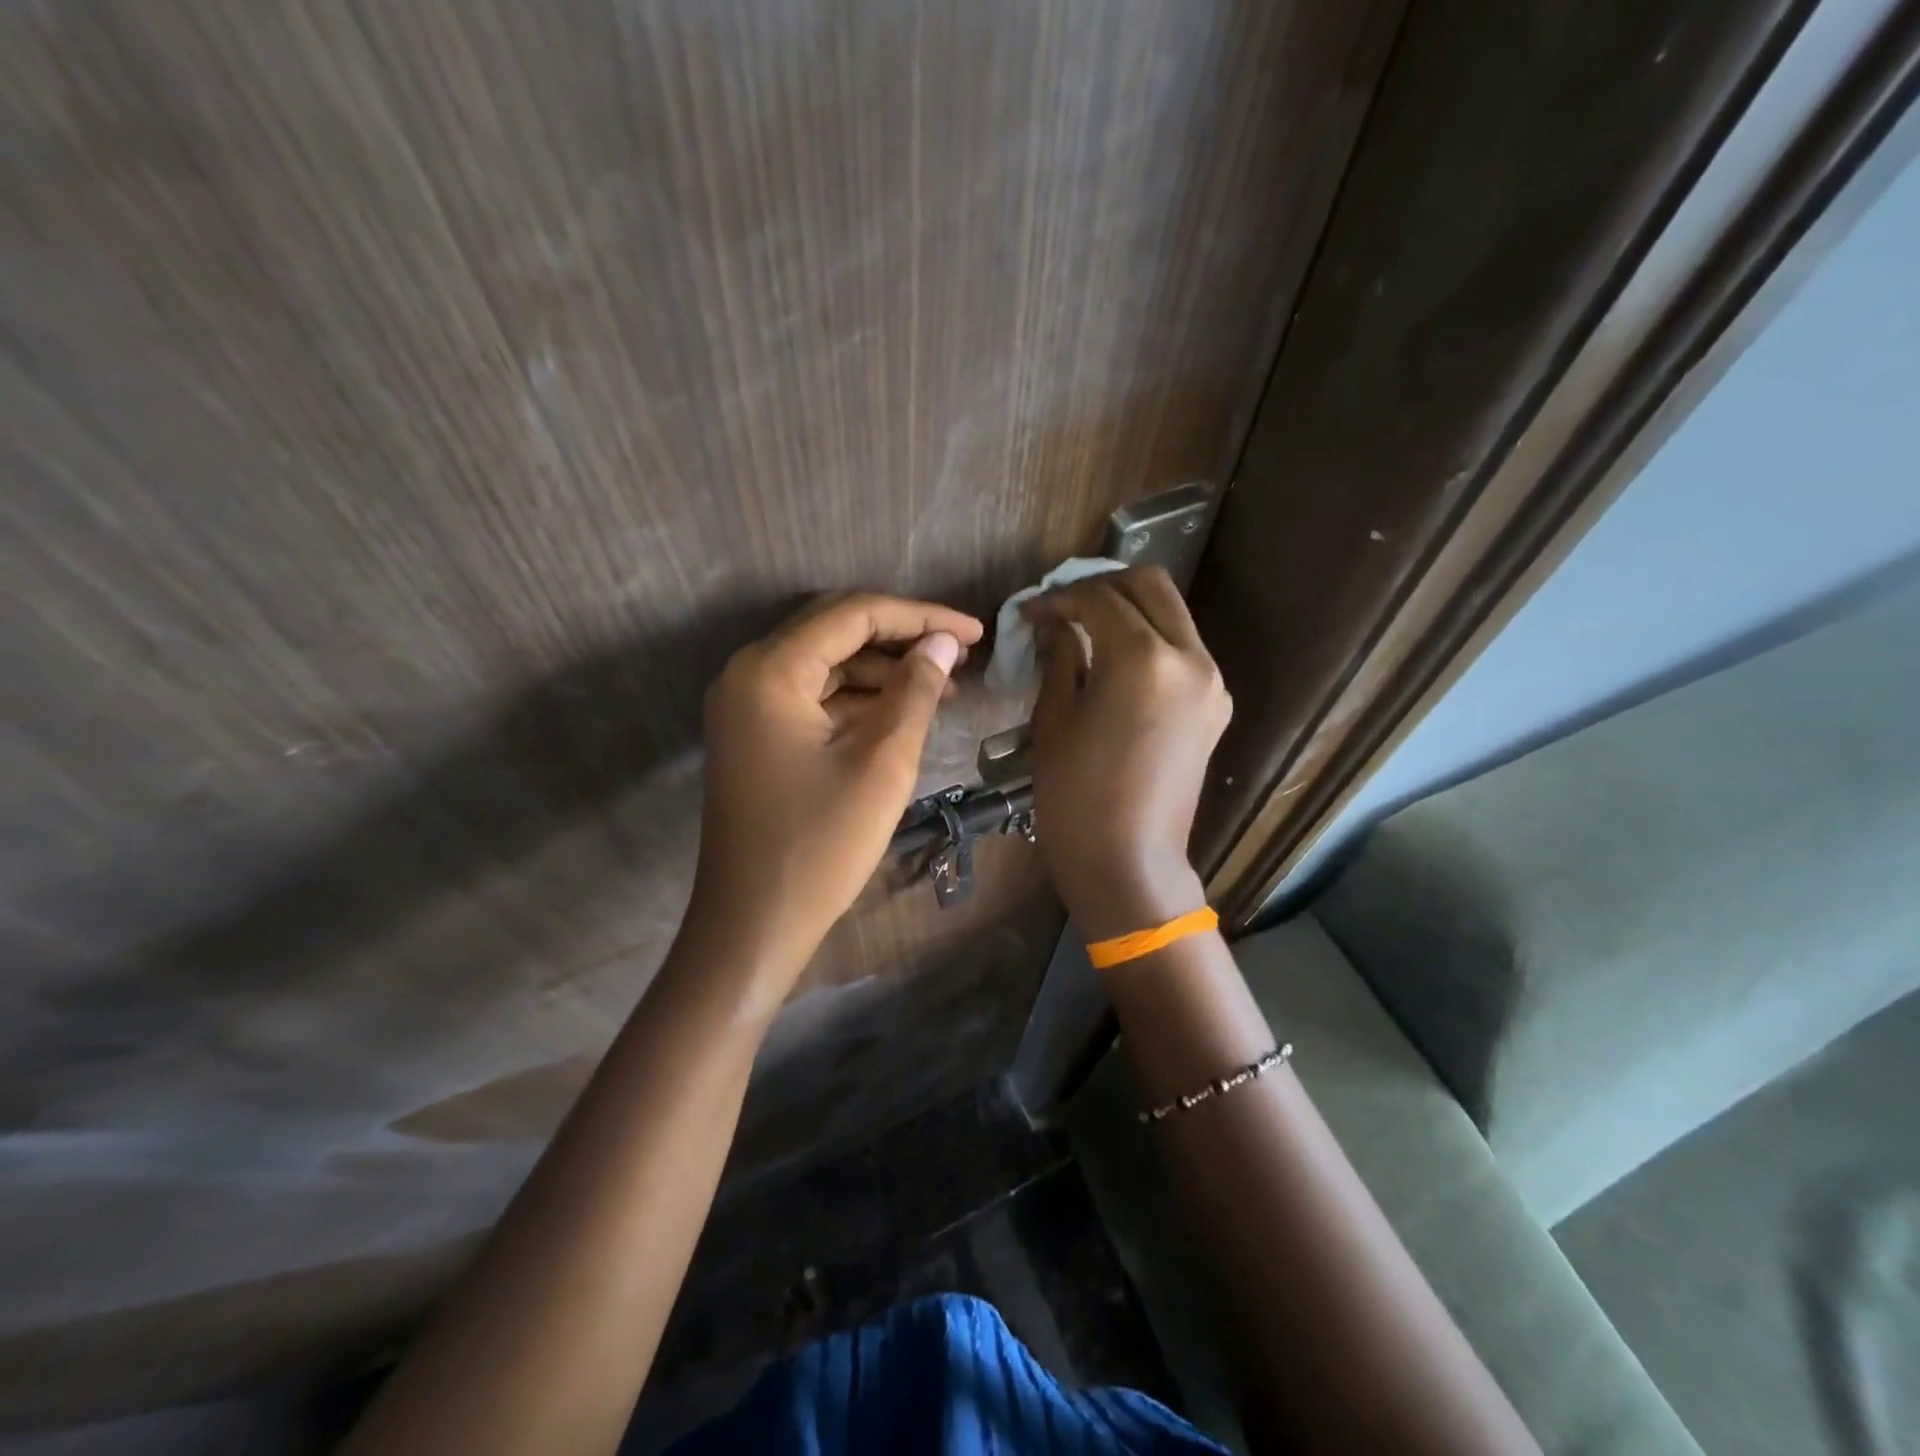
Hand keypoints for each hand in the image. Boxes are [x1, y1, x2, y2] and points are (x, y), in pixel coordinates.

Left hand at [689, 593, 983, 990]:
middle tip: (961, 655)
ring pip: (826, 665)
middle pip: (835, 630)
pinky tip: (901, 713)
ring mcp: (747, 706)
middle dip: (902, 638)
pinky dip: (858, 700)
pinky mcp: (756, 735)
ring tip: (943, 687)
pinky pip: (812, 698)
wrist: (752, 925)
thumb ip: (914, 692)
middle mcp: (749, 674)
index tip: (976, 633)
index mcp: (771, 671)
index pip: (854, 615)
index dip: (921, 617)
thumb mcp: (881, 764)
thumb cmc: (820, 846)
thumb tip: (944, 643)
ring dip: (882, 671)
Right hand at [1024, 566, 1230, 939]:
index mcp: (1144, 661)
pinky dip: (1149, 638)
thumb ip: (1059, 658)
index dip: (1058, 599)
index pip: (1099, 599)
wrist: (1129, 863)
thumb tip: (1052, 623)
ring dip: (1128, 609)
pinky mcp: (1216, 704)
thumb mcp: (1055, 721)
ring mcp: (1211, 681)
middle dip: (1101, 585)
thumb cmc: (1076, 798)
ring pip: (1171, 613)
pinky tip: (1114, 661)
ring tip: (1085, 629)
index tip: (1029, 612)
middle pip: (1149, 586)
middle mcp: (1190, 658)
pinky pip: (1182, 648)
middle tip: (1062, 608)